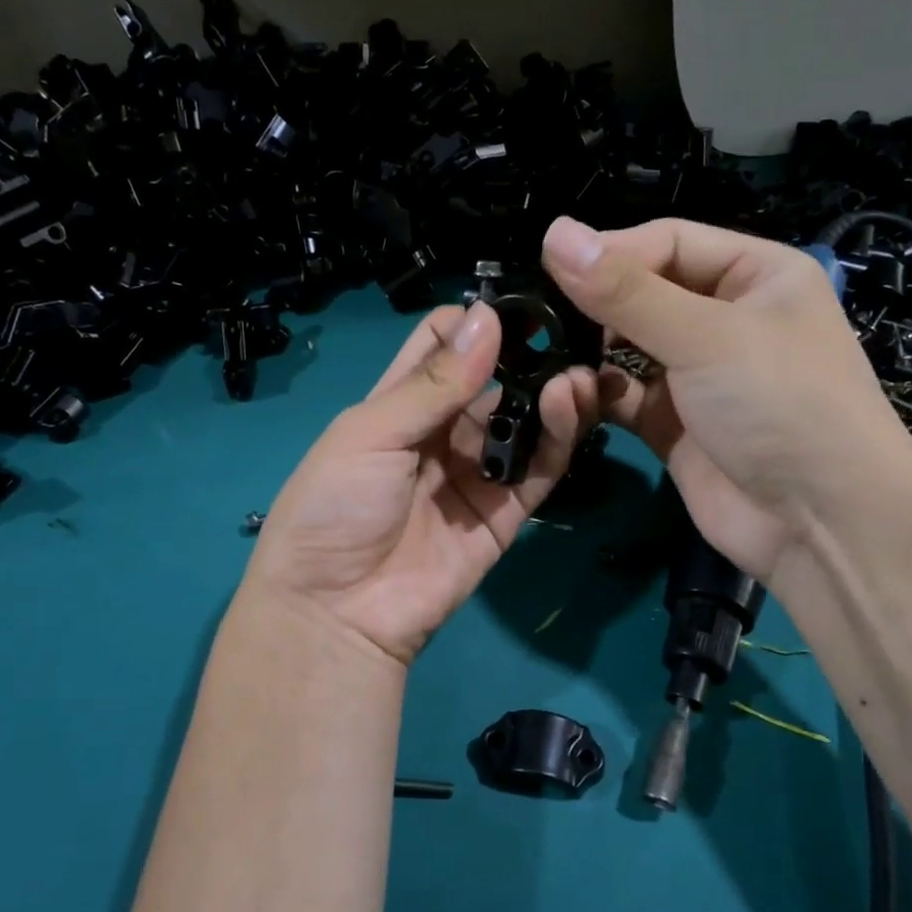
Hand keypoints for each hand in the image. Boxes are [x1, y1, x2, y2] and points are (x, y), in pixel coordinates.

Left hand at [245, 301, 597, 665]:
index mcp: (398, 406)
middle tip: (572, 330)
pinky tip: (571, 405)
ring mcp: (475, 475)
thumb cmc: (334, 508)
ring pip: (523, 425)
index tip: (520, 300)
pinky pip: (538, 471)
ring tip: (577, 369)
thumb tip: (486, 317)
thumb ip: (432, 384)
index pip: (444, 349)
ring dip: (551, 395)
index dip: (477, 323)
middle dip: (528, 357)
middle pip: (494, 385)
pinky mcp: (504, 516)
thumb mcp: (370, 434)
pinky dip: (559, 440)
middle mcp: (441, 435)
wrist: (336, 611)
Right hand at [541, 214, 911, 579]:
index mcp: (754, 275)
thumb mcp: (706, 336)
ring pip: (626, 348)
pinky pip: (623, 396)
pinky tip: (571, 397)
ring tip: (555, 360)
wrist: (819, 523)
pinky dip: (596, 396)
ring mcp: (696, 376)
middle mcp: (725, 319)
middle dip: (596, 307)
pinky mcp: (672, 425)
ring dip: (591, 353)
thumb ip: (626, 291)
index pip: (667, 243)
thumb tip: (554, 232)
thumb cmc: (780, 405)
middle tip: (544, 319)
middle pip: (642, 295)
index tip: (552, 269)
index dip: (612, 253)